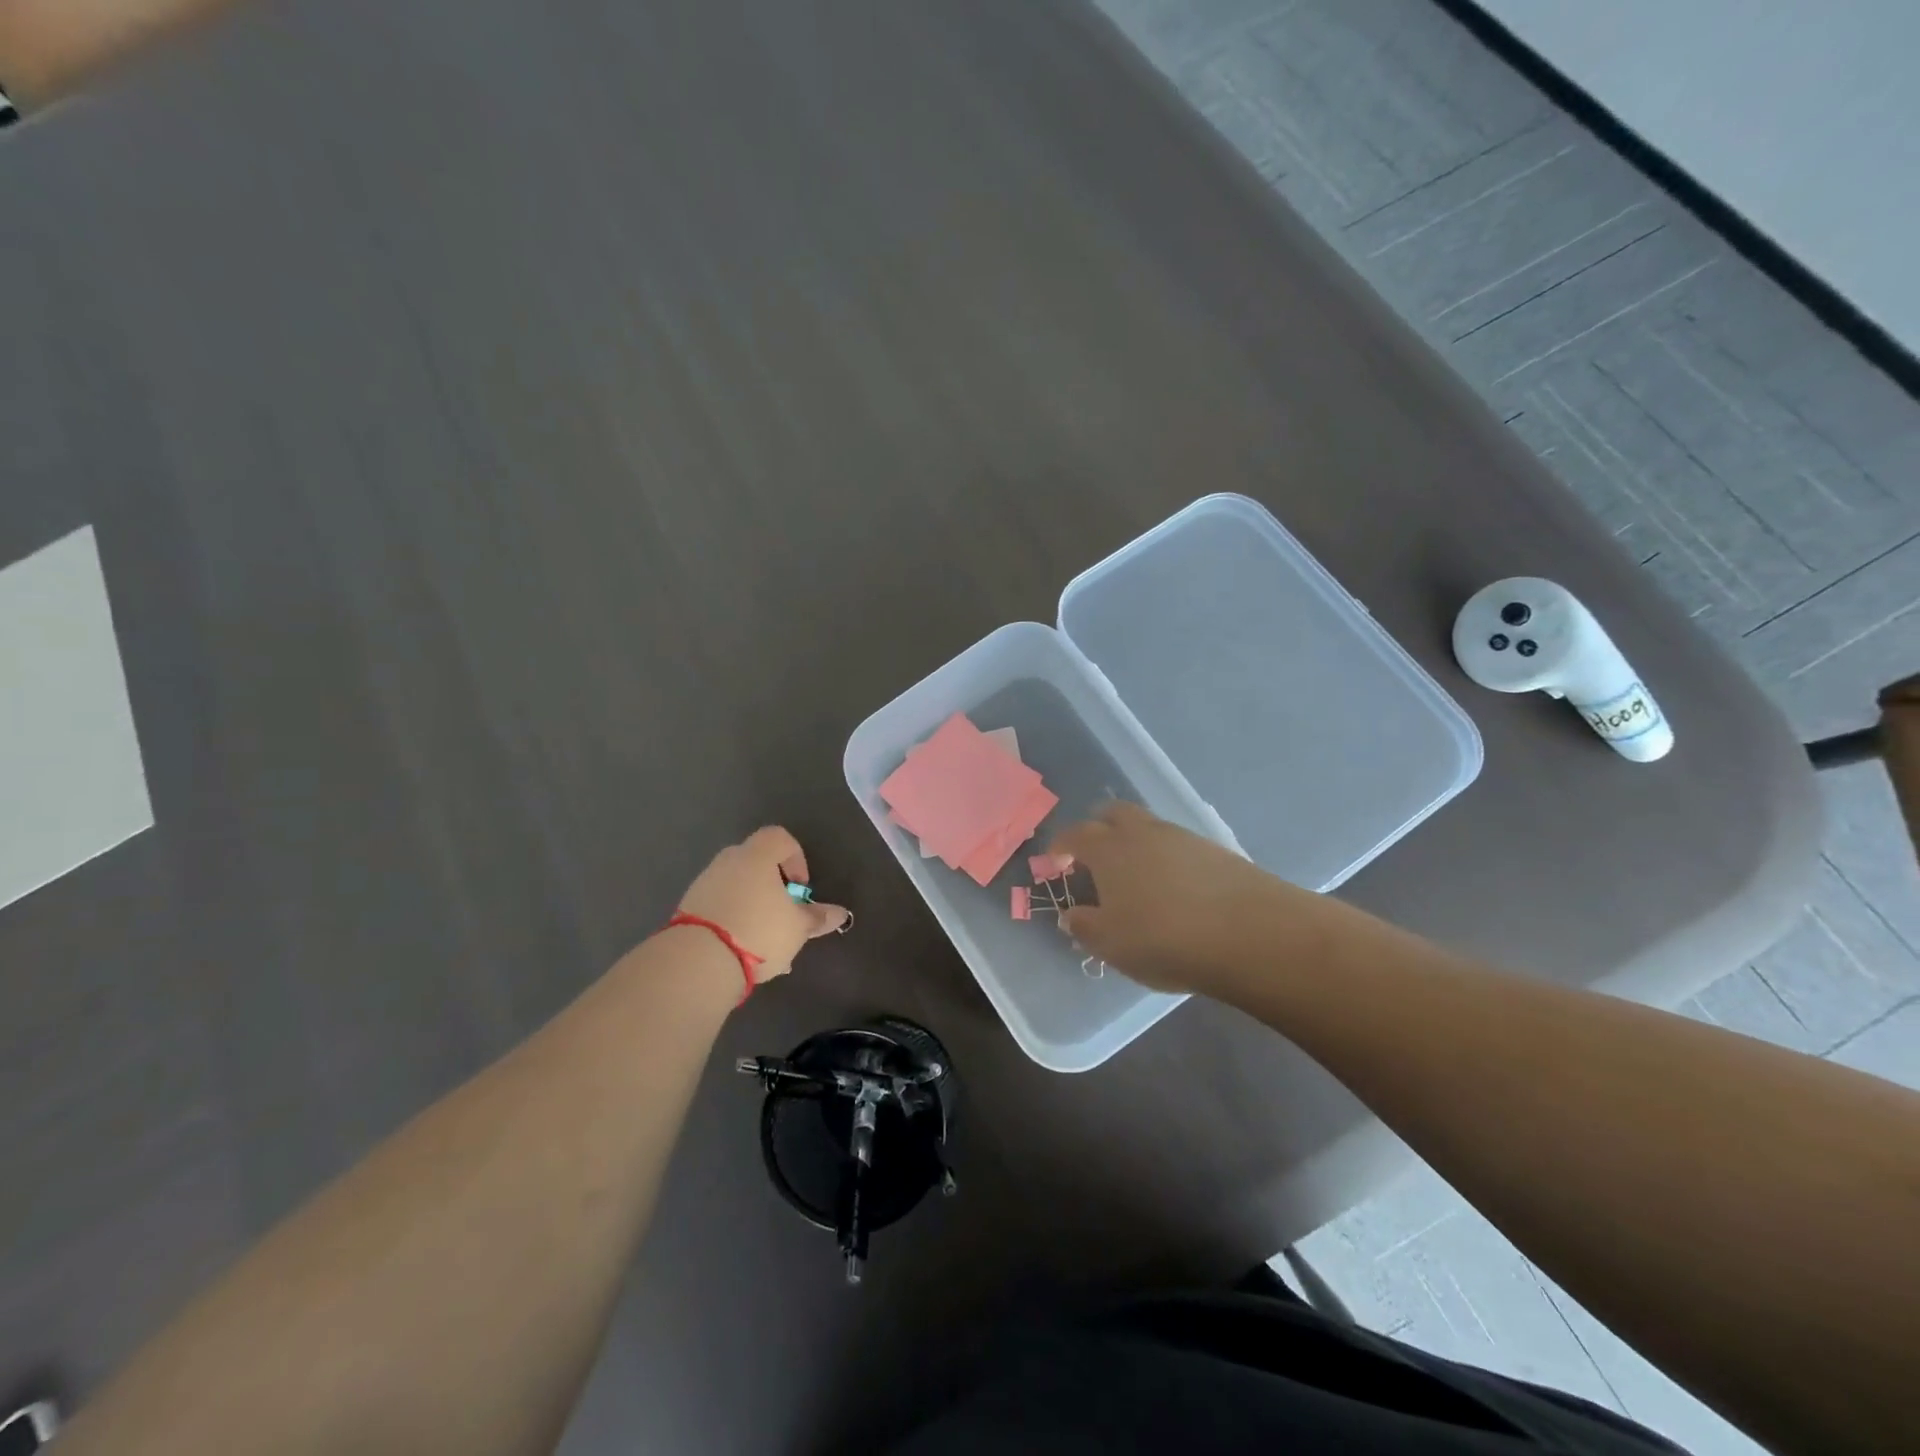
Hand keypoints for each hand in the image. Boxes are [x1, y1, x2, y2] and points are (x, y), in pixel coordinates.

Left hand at [676, 826, 850, 986]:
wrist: (698, 960)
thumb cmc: (759, 931)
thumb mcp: (798, 927)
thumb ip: (818, 917)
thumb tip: (841, 913)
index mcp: (757, 855)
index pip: (780, 838)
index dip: (796, 858)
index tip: (801, 888)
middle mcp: (728, 861)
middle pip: (757, 863)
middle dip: (774, 888)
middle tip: (785, 915)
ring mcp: (704, 884)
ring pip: (738, 889)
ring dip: (754, 908)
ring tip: (766, 945)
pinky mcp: (687, 908)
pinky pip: (720, 907)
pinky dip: (734, 922)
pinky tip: (743, 954)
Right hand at [1049, 803, 1319, 995]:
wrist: (1250, 934)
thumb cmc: (1163, 938)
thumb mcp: (1111, 943)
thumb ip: (1084, 926)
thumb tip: (1071, 914)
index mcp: (1108, 848)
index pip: (1075, 834)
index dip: (1060, 847)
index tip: (1055, 862)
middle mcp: (1142, 832)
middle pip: (1113, 813)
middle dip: (1097, 829)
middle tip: (1093, 858)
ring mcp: (1182, 837)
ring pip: (1147, 828)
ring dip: (1134, 844)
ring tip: (1135, 879)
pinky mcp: (1216, 850)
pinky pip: (1177, 845)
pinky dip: (1165, 859)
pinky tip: (1173, 889)